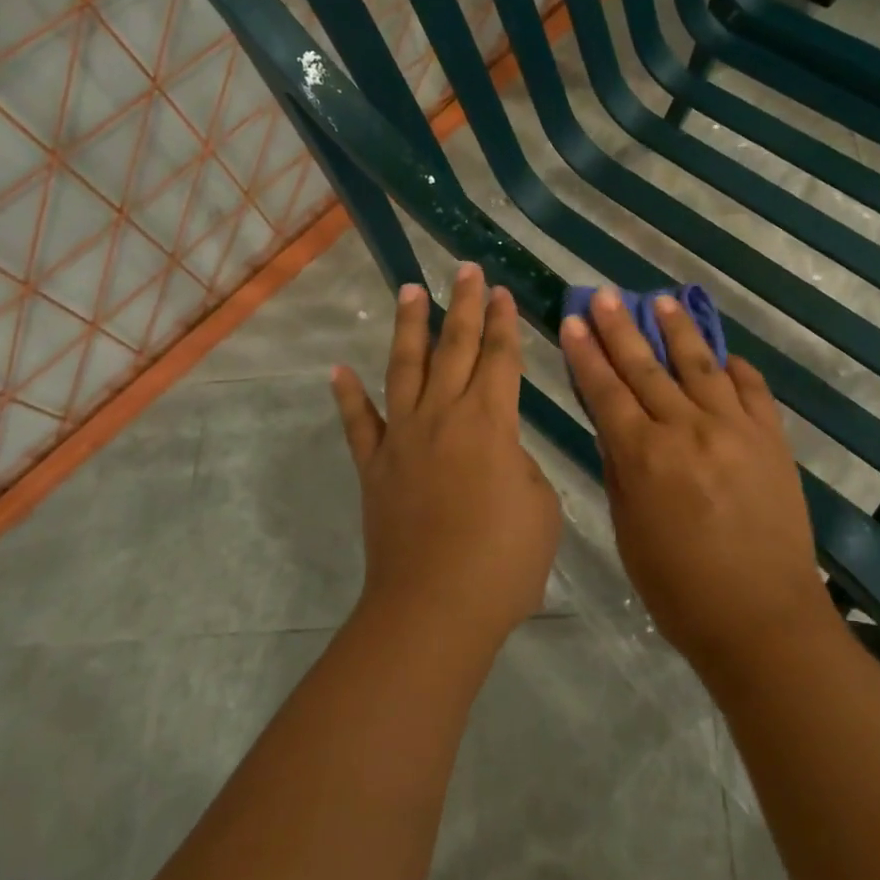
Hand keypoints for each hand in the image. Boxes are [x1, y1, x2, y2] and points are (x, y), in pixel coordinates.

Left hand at [331, 264, 560, 654]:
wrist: (434, 609)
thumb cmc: (503, 561)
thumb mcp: (540, 506)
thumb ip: (520, 466)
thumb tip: (499, 454)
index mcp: (490, 421)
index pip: (500, 357)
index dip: (503, 322)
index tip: (502, 291)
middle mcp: (443, 415)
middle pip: (455, 347)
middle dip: (464, 305)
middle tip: (466, 269)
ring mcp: (402, 438)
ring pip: (405, 368)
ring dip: (409, 326)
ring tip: (409, 290)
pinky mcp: (374, 467)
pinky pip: (358, 423)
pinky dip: (347, 396)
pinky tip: (338, 370)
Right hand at [560, 289, 834, 674]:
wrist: (764, 620)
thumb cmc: (681, 589)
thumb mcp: (630, 533)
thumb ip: (620, 471)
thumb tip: (613, 428)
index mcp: (645, 457)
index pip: (606, 391)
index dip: (586, 354)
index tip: (572, 321)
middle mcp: (688, 430)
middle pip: (646, 368)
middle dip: (620, 328)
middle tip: (605, 295)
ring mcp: (735, 429)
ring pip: (700, 365)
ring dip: (678, 331)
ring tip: (662, 301)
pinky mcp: (771, 438)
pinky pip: (752, 390)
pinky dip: (735, 368)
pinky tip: (723, 355)